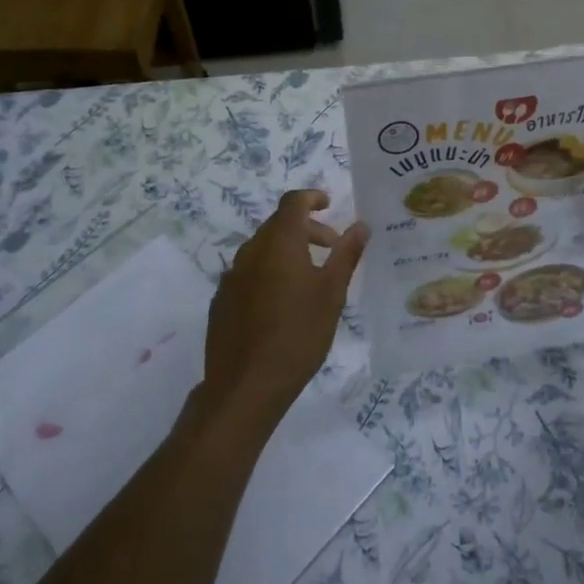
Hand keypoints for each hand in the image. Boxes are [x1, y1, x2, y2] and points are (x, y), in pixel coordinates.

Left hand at [201, 190, 367, 427]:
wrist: (245, 385)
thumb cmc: (298, 334)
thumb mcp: (332, 294)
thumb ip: (346, 255)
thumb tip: (361, 225)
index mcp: (279, 244)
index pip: (293, 203)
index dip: (312, 198)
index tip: (329, 205)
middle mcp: (250, 252)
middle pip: (278, 225)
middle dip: (306, 229)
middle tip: (331, 248)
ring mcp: (231, 277)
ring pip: (262, 249)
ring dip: (287, 251)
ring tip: (310, 278)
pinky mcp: (222, 301)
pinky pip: (249, 273)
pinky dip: (269, 272)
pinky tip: (281, 304)